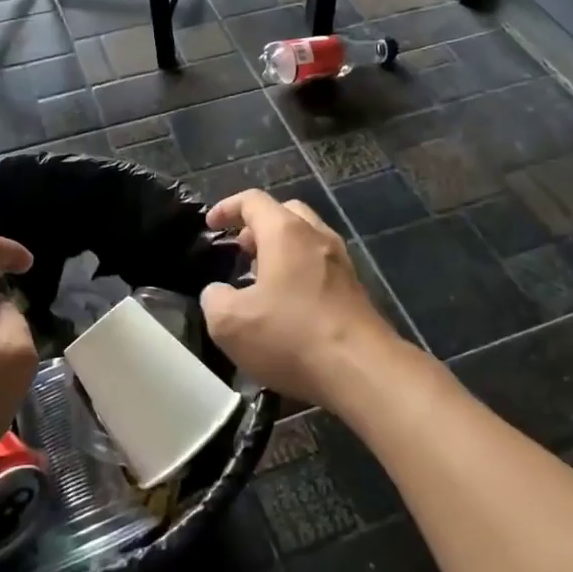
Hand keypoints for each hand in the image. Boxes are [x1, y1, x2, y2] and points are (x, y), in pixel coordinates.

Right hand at [199, 190, 403, 410]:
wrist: (362, 371)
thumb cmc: (291, 336)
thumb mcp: (230, 323)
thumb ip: (214, 299)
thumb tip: (219, 293)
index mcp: (285, 232)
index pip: (253, 200)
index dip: (227, 207)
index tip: (210, 225)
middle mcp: (317, 236)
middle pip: (286, 213)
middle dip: (259, 226)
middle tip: (240, 250)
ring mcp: (342, 262)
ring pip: (307, 240)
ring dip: (282, 250)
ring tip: (261, 280)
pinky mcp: (355, 290)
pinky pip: (321, 266)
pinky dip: (300, 272)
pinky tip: (289, 305)